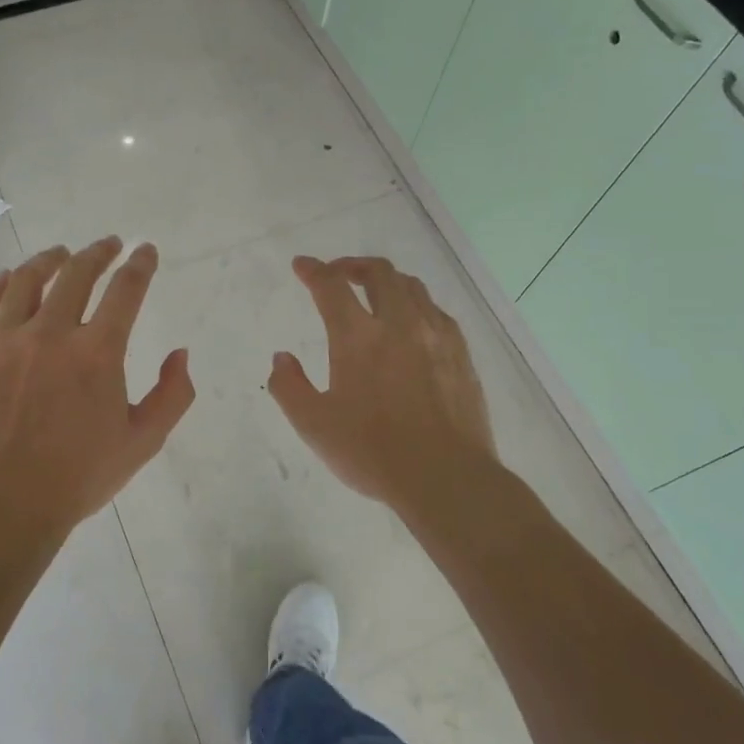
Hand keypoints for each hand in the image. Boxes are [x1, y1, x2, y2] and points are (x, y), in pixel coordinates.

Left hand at [0, 237, 194, 546]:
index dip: (139, 265)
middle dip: (98, 252)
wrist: (5, 507)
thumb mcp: (143, 442)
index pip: (125, 291)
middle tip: (108, 245)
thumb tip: (180, 353)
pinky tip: (5, 279)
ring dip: (47, 260)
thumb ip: (172, 394)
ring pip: (25, 282)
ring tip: (59, 254)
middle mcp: (50, 334)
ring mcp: (3, 342)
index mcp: (97, 353)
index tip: (145, 251)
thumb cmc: (79, 477)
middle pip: (75, 274)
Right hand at [268, 255, 498, 522]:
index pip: (331, 286)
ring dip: (387, 281)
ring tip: (374, 294)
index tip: (301, 266)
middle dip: (353, 266)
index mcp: (358, 338)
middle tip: (338, 276)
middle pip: (379, 273)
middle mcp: (399, 324)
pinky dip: (416, 305)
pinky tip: (412, 325)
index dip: (313, 270)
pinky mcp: (461, 354)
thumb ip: (289, 386)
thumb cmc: (372, 452)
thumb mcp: (314, 426)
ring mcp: (435, 336)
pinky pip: (437, 312)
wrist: (446, 477)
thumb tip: (282, 358)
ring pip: (412, 287)